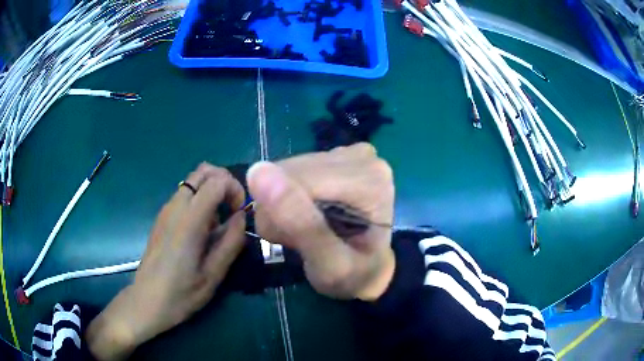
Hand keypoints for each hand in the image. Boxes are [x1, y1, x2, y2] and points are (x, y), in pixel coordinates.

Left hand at [87, 163, 246, 360]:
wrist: (147, 301)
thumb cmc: (181, 293)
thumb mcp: (213, 275)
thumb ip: (231, 242)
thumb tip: (241, 217)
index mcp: (189, 221)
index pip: (216, 180)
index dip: (235, 189)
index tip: (240, 213)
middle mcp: (175, 207)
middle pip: (203, 171)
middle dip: (224, 182)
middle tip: (232, 209)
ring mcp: (166, 210)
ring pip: (193, 181)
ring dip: (211, 192)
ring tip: (217, 225)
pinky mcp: (162, 217)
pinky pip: (184, 195)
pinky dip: (200, 200)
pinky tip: (201, 231)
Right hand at [247, 143, 395, 300]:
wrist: (370, 270)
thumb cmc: (354, 275)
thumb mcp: (329, 265)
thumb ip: (299, 223)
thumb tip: (258, 171)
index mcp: (369, 179)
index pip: (298, 179)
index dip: (279, 211)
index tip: (287, 242)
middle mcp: (361, 157)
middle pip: (291, 171)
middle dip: (280, 207)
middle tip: (296, 238)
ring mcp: (350, 153)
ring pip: (287, 169)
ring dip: (282, 202)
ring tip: (302, 229)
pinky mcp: (336, 155)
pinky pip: (292, 169)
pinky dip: (289, 194)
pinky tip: (306, 211)